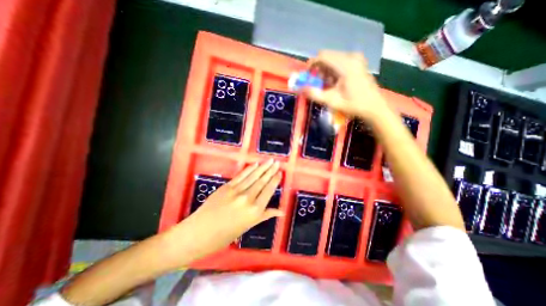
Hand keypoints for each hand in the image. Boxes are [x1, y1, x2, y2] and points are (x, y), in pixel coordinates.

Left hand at [169, 160, 283, 261]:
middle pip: (262, 181)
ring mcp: (236, 191)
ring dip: (262, 167)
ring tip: (270, 160)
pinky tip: (255, 164)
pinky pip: (241, 176)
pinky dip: (249, 169)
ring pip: (253, 176)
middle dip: (271, 170)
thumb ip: (265, 215)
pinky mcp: (227, 187)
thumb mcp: (247, 226)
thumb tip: (281, 211)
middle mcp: (248, 198)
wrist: (198, 234)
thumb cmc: (225, 235)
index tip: (280, 172)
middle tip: (277, 162)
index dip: (275, 180)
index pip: (268, 191)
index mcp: (254, 211)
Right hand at [303, 50, 387, 120]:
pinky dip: (333, 70)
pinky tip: (335, 82)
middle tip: (318, 83)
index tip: (307, 75)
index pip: (323, 56)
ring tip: (327, 85)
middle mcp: (351, 57)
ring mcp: (357, 59)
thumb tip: (301, 89)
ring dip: (326, 70)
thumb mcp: (331, 101)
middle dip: (319, 69)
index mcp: (345, 65)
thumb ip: (315, 94)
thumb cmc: (353, 105)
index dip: (312, 64)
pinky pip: (340, 61)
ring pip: (333, 59)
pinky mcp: (358, 62)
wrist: (373, 107)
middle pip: (327, 56)